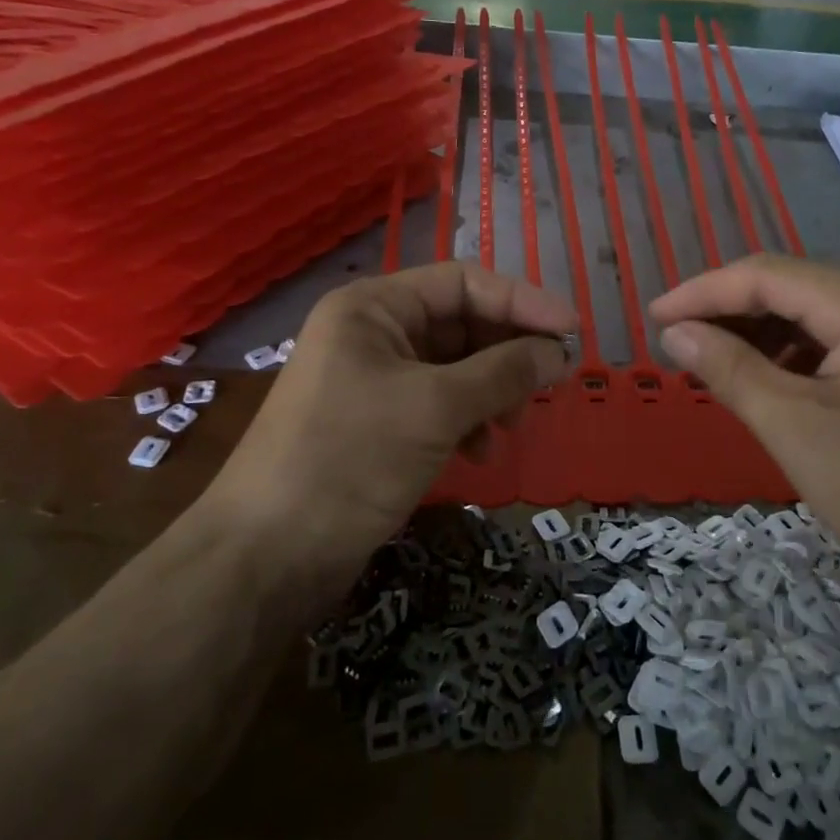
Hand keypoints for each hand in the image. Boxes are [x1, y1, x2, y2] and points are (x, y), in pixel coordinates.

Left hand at [208, 263, 575, 589]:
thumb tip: (560, 352)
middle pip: (461, 323)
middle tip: (549, 385)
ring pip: (455, 367)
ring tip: (511, 426)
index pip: (463, 282)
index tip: (573, 332)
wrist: (266, 556)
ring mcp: (374, 378)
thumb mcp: (435, 407)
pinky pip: (438, 403)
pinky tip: (480, 452)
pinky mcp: (378, 422)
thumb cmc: (350, 459)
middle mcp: (373, 332)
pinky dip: (467, 420)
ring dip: (492, 391)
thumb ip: (503, 372)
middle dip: (507, 353)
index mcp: (374, 307)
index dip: (522, 301)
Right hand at [650, 254, 839, 602]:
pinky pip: (828, 345)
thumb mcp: (793, 428)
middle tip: (673, 340)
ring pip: (806, 316)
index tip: (653, 317)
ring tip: (704, 360)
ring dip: (752, 333)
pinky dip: (784, 357)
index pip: (768, 276)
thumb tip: (674, 331)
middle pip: (788, 288)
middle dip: (726, 310)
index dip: (703, 292)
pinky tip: (756, 381)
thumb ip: (729, 369)